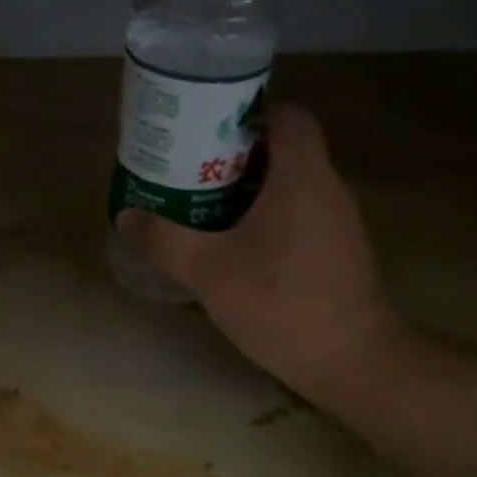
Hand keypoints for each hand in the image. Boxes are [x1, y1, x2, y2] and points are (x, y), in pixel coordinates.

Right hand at [113, 104, 404, 392]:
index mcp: (302, 177)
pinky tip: (234, 246)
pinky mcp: (337, 252)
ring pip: (289, 185)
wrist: (350, 361)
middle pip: (283, 150)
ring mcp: (337, 222)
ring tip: (202, 205)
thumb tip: (126, 217)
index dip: (249, 114)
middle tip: (190, 170)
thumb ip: (164, 240)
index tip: (207, 131)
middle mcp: (327, 189)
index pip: (287, 116)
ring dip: (248, 189)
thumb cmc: (281, 302)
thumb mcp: (208, 270)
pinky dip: (265, 217)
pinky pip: (297, 214)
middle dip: (235, 155)